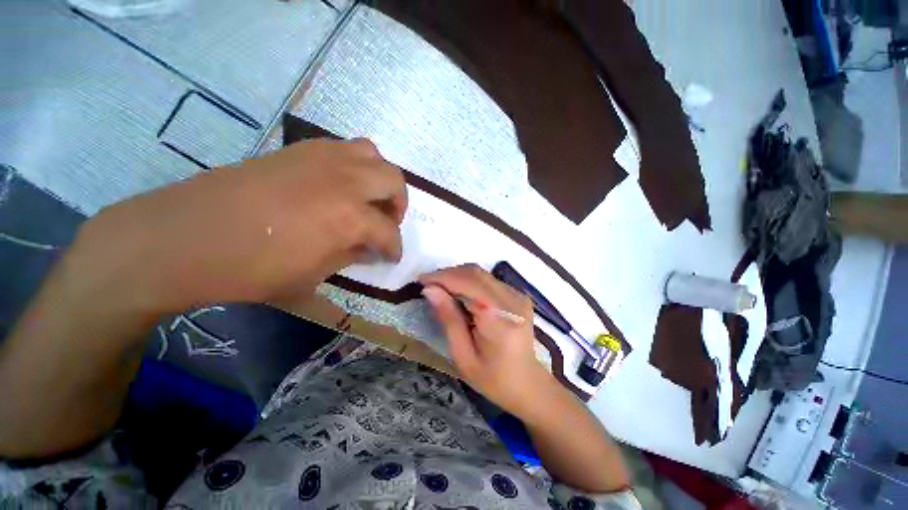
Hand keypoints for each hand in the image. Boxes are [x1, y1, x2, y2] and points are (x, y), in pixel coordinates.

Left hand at [68, 138, 406, 313]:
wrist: (185, 238)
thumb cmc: (252, 269)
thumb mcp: (313, 275)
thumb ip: (351, 256)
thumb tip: (369, 247)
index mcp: (350, 217)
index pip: (389, 232)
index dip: (395, 248)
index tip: (391, 256)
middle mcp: (345, 181)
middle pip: (393, 180)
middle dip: (398, 204)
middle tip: (387, 221)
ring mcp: (322, 158)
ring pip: (372, 154)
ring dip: (379, 179)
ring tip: (368, 198)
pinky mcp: (300, 150)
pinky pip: (344, 148)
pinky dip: (354, 166)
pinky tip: (340, 185)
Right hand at [419, 264, 553, 417]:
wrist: (528, 384)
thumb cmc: (493, 378)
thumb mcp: (463, 355)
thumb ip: (448, 318)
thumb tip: (430, 290)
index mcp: (498, 316)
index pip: (467, 282)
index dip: (442, 277)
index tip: (421, 280)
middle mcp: (511, 299)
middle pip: (474, 273)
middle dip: (448, 274)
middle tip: (428, 284)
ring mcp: (517, 295)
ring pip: (481, 273)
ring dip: (458, 276)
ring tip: (440, 288)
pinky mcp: (517, 295)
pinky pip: (488, 280)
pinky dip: (469, 282)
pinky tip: (459, 293)